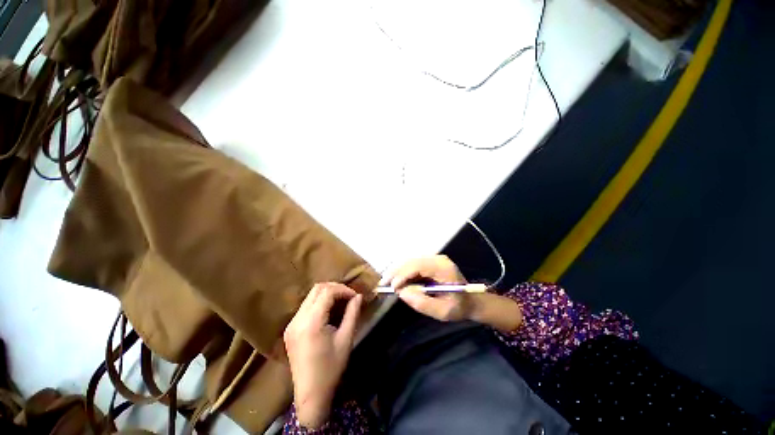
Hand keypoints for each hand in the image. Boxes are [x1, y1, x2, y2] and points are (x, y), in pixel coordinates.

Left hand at [283, 283, 362, 427]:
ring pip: (310, 296)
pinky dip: (319, 302)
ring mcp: (292, 324)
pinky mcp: (290, 329)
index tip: (355, 296)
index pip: (327, 292)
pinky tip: (329, 311)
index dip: (343, 290)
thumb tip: (358, 296)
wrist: (311, 394)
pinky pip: (306, 306)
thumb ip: (352, 313)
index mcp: (311, 322)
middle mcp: (298, 319)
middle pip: (317, 289)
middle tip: (349, 296)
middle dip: (335, 288)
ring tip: (341, 301)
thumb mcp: (346, 339)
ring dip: (327, 294)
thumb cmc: (331, 368)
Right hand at [380, 255, 471, 321]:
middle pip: (412, 261)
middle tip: (383, 284)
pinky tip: (396, 280)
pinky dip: (403, 272)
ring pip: (410, 261)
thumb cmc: (459, 306)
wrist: (472, 300)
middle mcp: (438, 259)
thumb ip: (422, 303)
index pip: (419, 266)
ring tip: (386, 282)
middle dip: (396, 272)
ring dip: (397, 271)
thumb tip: (402, 293)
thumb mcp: (443, 311)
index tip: (393, 287)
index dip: (404, 275)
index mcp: (443, 268)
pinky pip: (413, 264)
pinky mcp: (430, 262)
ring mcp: (434, 259)